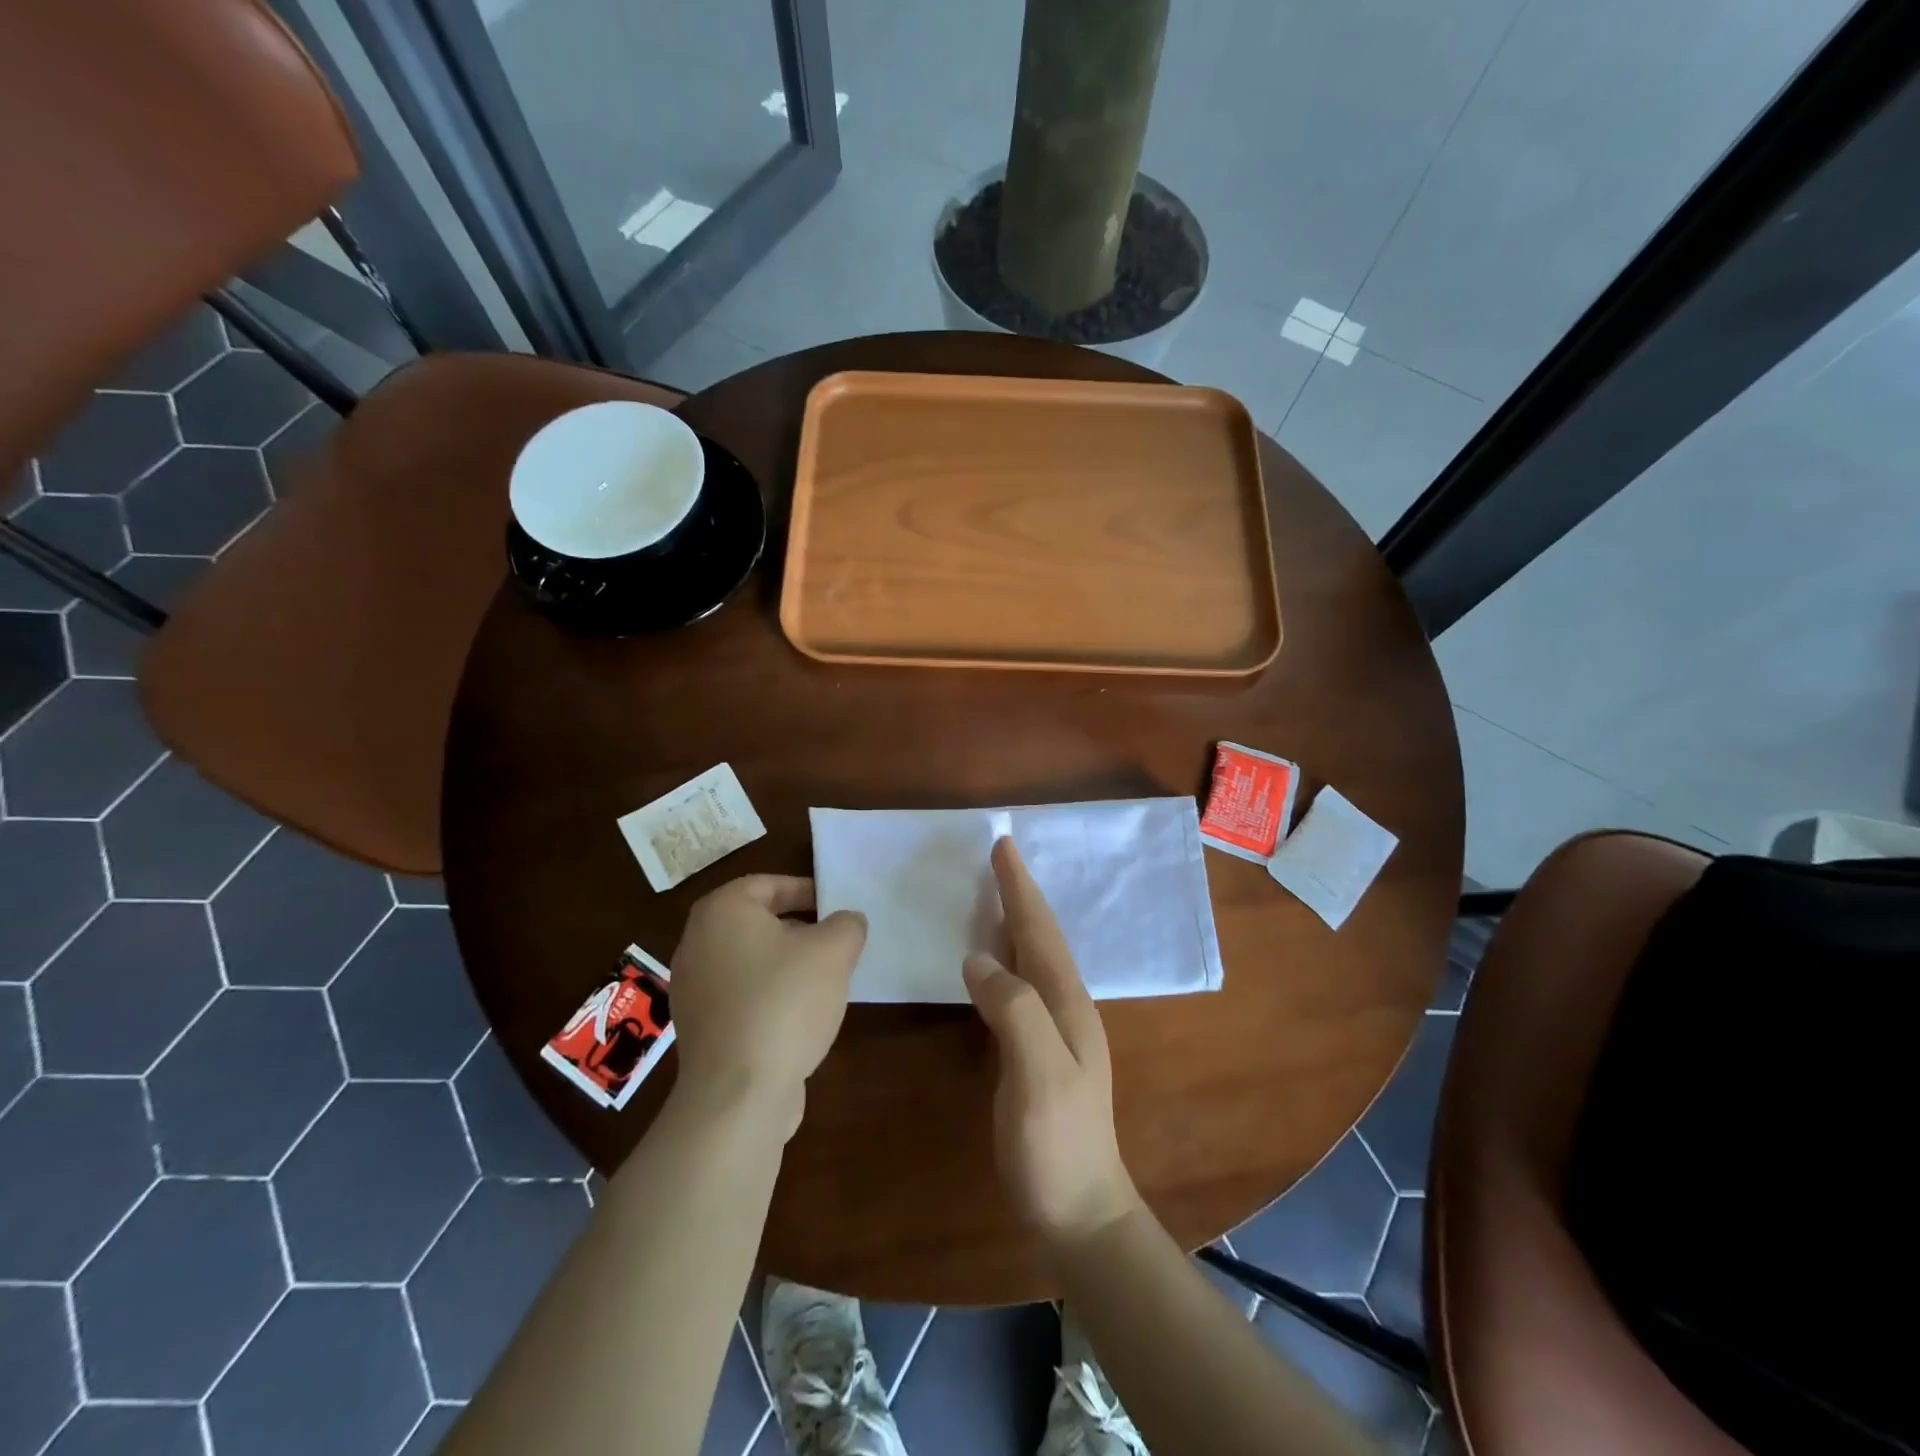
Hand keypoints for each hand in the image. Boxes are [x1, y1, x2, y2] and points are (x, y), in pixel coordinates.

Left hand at [669, 875, 866, 1137]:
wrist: (738, 1093)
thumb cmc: (784, 1002)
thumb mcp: (833, 951)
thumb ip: (847, 925)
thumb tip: (847, 922)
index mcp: (722, 911)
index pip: (768, 884)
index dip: (807, 891)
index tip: (836, 907)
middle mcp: (696, 942)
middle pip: (757, 922)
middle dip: (799, 929)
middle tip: (835, 943)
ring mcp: (692, 988)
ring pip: (749, 960)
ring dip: (785, 964)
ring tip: (824, 981)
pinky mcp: (699, 1028)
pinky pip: (740, 996)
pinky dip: (768, 996)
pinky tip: (799, 1017)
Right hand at [963, 838, 1140, 1244]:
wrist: (1080, 1210)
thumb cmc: (1056, 1143)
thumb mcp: (1037, 1075)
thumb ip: (1013, 1011)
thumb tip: (978, 958)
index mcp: (1067, 1003)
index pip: (1040, 931)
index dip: (1020, 889)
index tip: (1003, 846)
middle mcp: (1066, 1006)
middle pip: (1040, 936)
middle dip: (1020, 895)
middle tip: (998, 857)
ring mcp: (1055, 1030)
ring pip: (1033, 957)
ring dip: (1015, 920)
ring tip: (994, 893)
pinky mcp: (1038, 1051)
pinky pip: (1020, 984)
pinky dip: (1006, 956)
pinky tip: (992, 960)